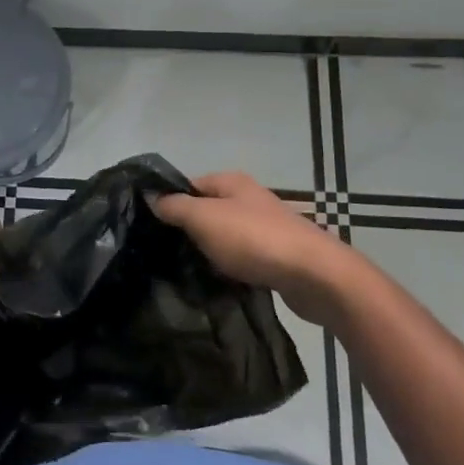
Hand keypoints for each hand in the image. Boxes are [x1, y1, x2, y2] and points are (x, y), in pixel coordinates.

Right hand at [153, 172, 353, 327]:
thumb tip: (153, 197)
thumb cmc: (253, 238)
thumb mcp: (204, 218)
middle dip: (188, 230)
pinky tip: (219, 282)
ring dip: (210, 251)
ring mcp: (265, 227)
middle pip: (208, 210)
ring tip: (187, 271)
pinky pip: (243, 258)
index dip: (169, 201)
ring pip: (225, 236)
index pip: (189, 184)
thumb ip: (175, 207)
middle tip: (165, 252)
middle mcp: (249, 199)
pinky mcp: (276, 256)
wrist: (313, 275)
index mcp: (231, 182)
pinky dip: (231, 268)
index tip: (150, 226)